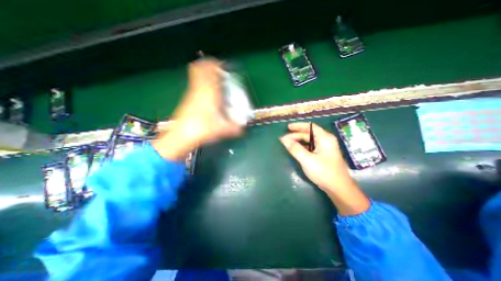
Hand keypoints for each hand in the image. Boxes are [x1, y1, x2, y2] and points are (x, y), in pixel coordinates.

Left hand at [155, 59, 244, 160]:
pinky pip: (194, 84)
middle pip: (200, 67)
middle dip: (209, 65)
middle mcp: (199, 89)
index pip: (210, 70)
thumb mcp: (222, 129)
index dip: (216, 64)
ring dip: (204, 72)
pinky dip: (200, 82)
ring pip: (195, 74)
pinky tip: (208, 92)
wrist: (181, 135)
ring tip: (214, 79)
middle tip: (218, 70)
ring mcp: (191, 93)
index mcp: (209, 93)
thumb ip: (234, 129)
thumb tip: (242, 130)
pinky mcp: (188, 99)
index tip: (223, 66)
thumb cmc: (202, 129)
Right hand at [280, 123, 353, 190]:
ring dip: (298, 141)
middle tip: (284, 139)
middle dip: (296, 135)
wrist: (338, 188)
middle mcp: (326, 140)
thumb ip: (295, 148)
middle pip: (309, 134)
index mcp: (324, 138)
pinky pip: (311, 147)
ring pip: (309, 141)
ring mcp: (325, 148)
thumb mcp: (307, 160)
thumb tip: (284, 139)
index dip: (298, 126)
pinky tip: (296, 149)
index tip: (288, 127)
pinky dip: (302, 147)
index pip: (310, 127)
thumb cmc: (324, 172)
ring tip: (288, 143)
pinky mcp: (323, 155)